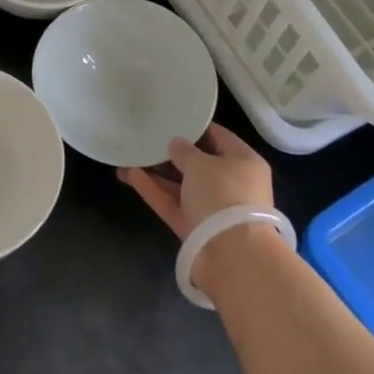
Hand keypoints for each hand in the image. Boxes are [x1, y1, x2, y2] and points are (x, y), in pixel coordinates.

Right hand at [117, 123, 274, 240]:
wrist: (232, 255)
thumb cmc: (224, 195)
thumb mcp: (202, 164)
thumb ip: (185, 151)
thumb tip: (177, 145)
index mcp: (244, 162)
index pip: (220, 138)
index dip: (197, 128)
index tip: (173, 118)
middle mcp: (231, 184)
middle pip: (199, 164)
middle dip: (173, 153)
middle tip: (148, 139)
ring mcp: (212, 209)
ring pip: (182, 186)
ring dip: (157, 173)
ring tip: (129, 156)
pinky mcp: (194, 228)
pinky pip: (172, 203)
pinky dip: (154, 190)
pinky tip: (130, 175)